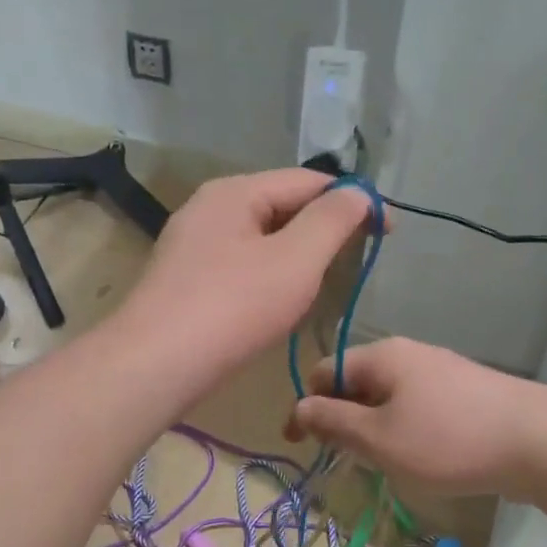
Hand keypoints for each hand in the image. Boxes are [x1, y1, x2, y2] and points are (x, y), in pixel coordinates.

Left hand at [118, 169, 373, 376]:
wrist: (156, 365)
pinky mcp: (183, 280)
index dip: (355, 201)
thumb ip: (333, 220)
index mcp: (234, 192)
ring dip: (296, 255)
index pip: (308, 181)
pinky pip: (239, 265)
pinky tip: (276, 303)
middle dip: (323, 228)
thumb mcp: (296, 260)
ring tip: (321, 283)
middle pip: (281, 205)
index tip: (390, 231)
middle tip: (355, 261)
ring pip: (260, 238)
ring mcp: (190, 245)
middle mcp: (208, 208)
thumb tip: (357, 193)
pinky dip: (267, 276)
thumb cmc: (233, 307)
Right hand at [284, 337, 543, 496]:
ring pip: (387, 398)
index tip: (299, 446)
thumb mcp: (379, 438)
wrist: (540, 441)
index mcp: (381, 356)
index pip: (324, 373)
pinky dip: (403, 429)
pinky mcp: (465, 392)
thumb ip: (334, 422)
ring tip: (382, 464)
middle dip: (341, 420)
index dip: (306, 407)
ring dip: (372, 429)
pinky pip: (416, 406)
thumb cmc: (448, 440)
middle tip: (344, 460)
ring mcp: (440, 371)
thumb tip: (300, 407)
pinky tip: (419, 457)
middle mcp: (408, 354)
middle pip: (356, 383)